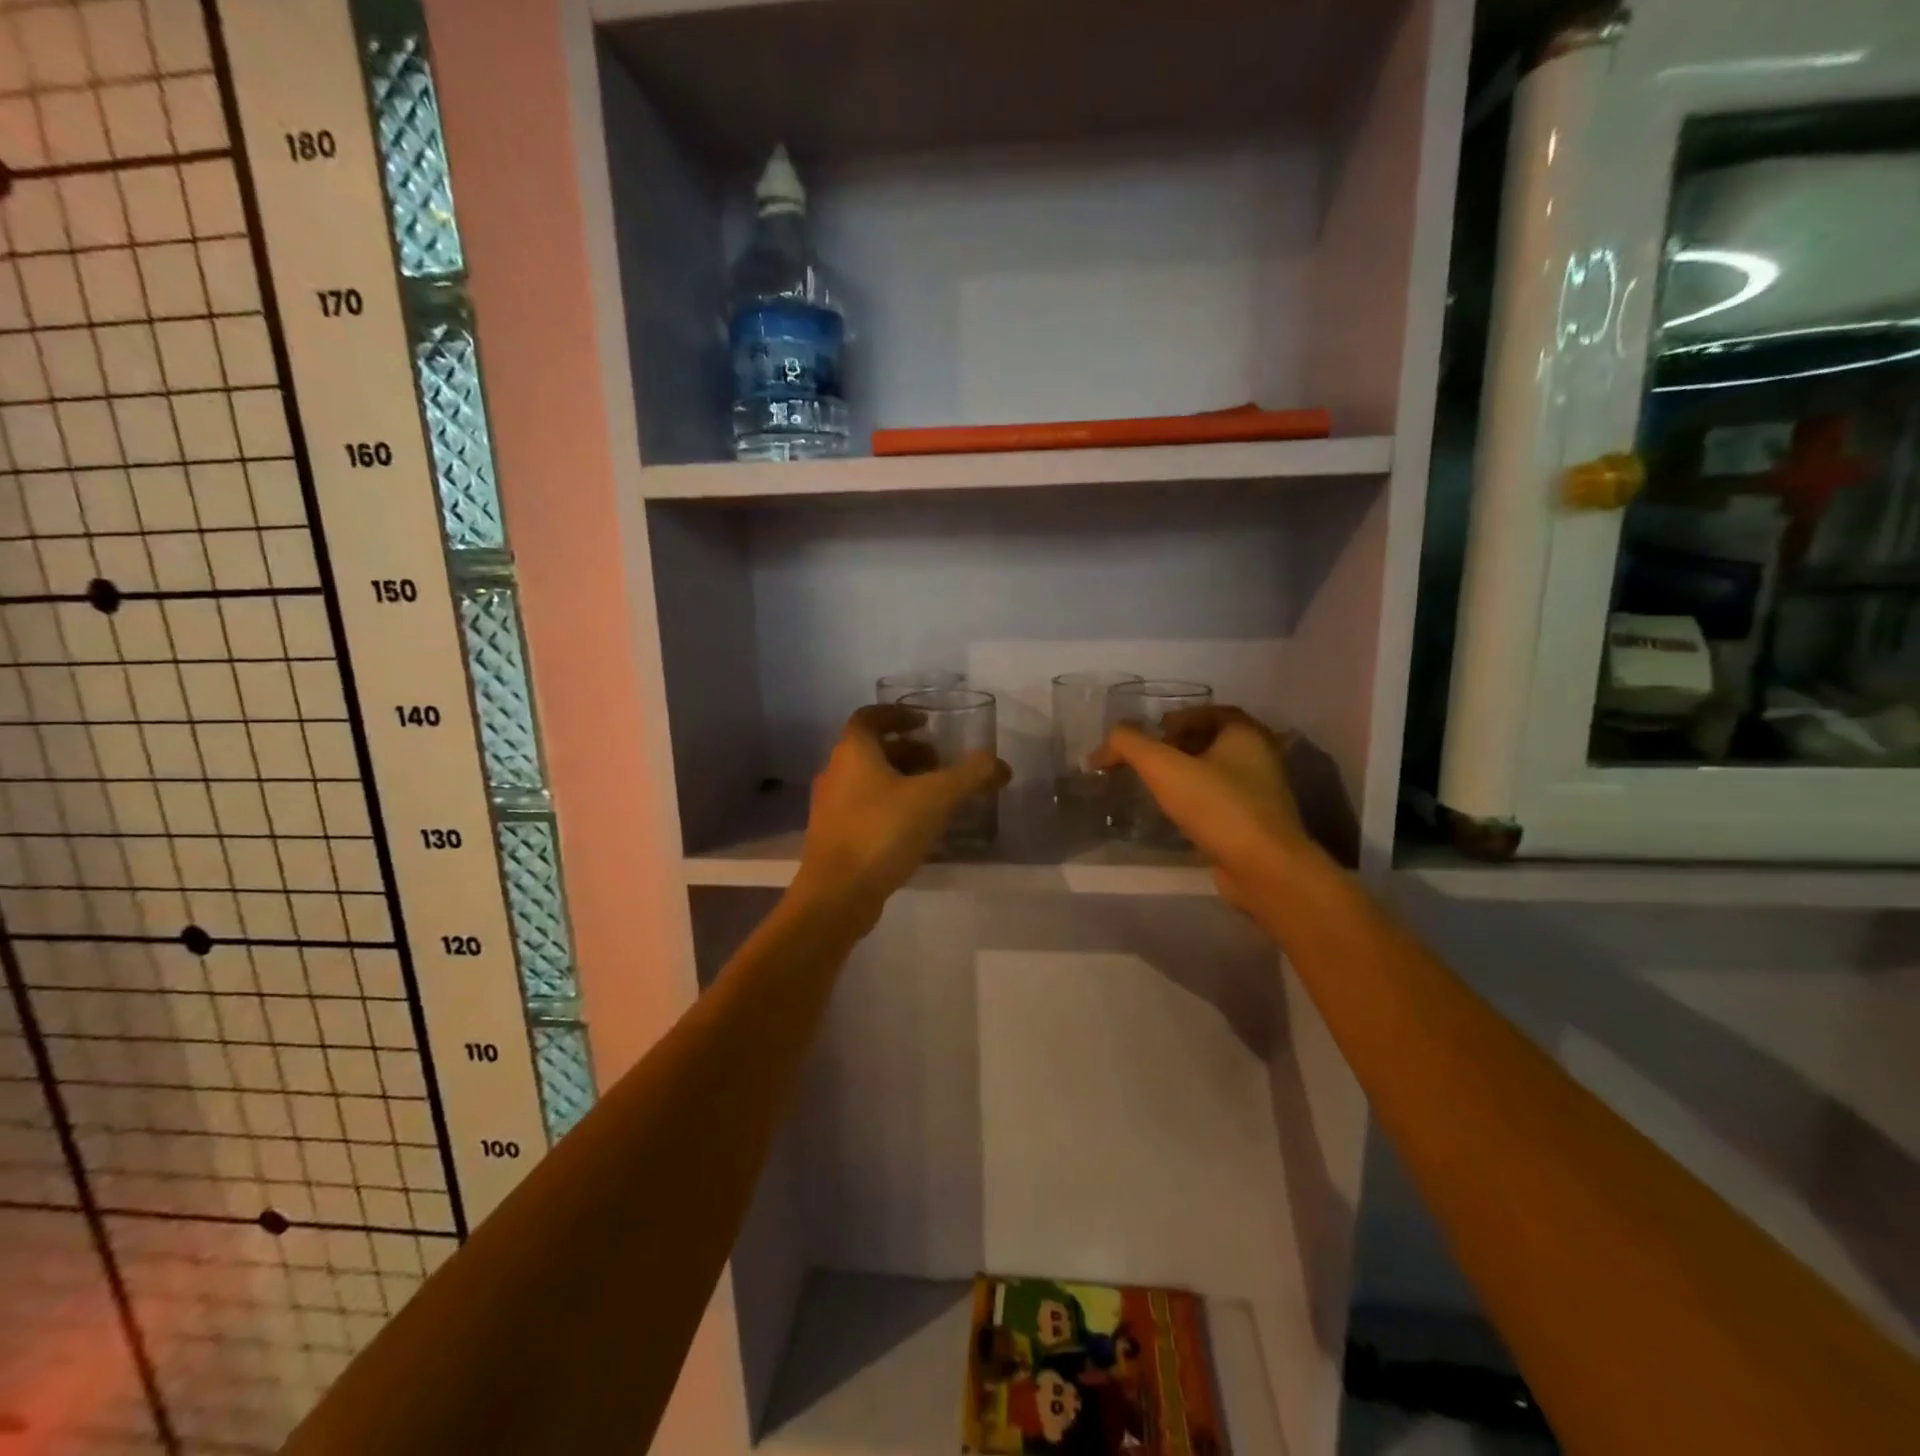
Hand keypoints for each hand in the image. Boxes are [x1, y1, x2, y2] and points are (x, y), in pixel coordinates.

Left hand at [795, 704, 1009, 914]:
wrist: (836, 895)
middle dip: (908, 752)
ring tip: (935, 797)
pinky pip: (865, 809)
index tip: (925, 723)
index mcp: (853, 752)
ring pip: (868, 781)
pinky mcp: (834, 838)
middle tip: (939, 764)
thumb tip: (1000, 765)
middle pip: (872, 750)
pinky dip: (891, 807)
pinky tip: (916, 829)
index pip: (871, 716)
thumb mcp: (936, 798)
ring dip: (900, 781)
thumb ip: (971, 775)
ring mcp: (831, 808)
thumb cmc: (882, 832)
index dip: (898, 714)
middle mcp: (835, 773)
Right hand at [1092, 705, 1306, 909]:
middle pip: (1212, 741)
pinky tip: (1176, 814)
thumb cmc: (1218, 806)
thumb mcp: (1164, 768)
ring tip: (1155, 786)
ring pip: (1217, 772)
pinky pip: (1221, 801)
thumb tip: (1106, 743)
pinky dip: (1197, 800)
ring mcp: (1262, 792)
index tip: (1151, 734)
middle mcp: (1260, 757)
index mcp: (1246, 733)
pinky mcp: (1256, 823)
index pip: (1209, 712)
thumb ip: (1130, 746)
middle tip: (1147, 760)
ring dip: (1187, 775)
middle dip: (1177, 746)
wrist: (1263, 868)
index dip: (1177, 718)